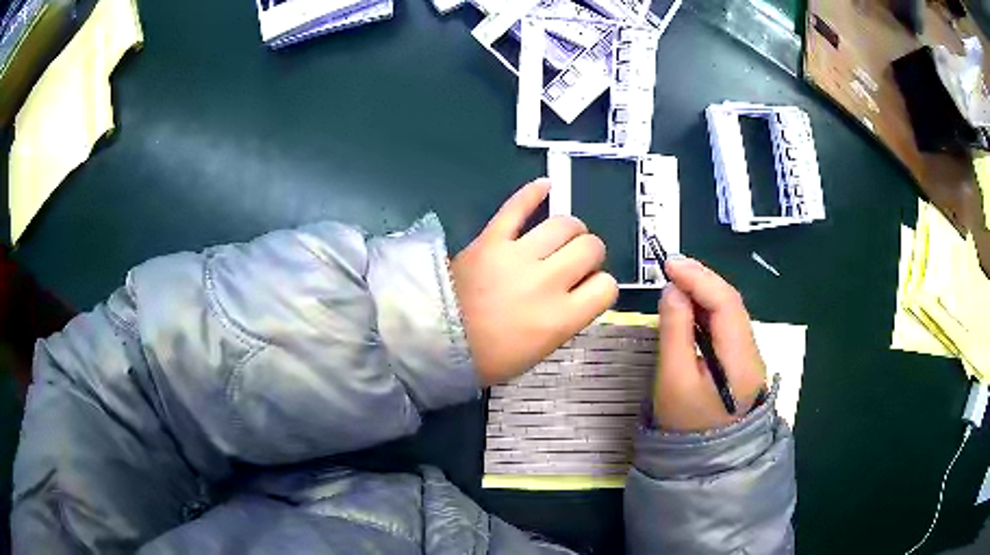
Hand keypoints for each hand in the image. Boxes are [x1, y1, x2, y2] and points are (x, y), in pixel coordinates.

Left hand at [451, 179, 617, 385]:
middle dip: (590, 254)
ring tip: (562, 236)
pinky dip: (533, 193)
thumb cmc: (490, 356)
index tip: (587, 288)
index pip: (606, 286)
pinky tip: (546, 186)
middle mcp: (547, 282)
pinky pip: (517, 207)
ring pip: (564, 224)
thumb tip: (579, 288)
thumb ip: (567, 317)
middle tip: (574, 261)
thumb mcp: (541, 350)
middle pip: (591, 248)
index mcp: (561, 318)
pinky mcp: (491, 239)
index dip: (601, 285)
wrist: (436, 340)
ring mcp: (517, 256)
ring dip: (571, 229)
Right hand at [654, 257, 766, 431]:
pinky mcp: (740, 364)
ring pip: (729, 314)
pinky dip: (707, 311)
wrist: (705, 464)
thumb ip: (675, 332)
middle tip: (670, 267)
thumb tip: (673, 290)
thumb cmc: (685, 426)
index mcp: (740, 357)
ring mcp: (748, 358)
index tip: (668, 264)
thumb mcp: (674, 380)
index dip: (698, 278)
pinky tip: (690, 309)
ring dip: (704, 293)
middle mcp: (752, 351)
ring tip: (677, 282)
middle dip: (702, 280)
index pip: (725, 303)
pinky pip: (726, 328)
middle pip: (731, 304)